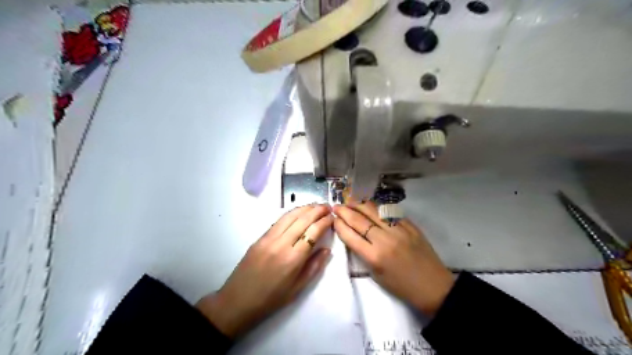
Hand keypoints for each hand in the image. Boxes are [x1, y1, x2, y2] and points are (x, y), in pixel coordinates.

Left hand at [197, 205, 335, 337]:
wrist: (238, 301)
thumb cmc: (271, 299)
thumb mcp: (297, 289)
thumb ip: (314, 267)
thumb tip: (327, 249)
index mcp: (293, 259)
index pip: (313, 232)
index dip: (325, 222)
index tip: (333, 217)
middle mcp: (281, 244)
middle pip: (302, 219)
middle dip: (317, 210)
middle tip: (328, 206)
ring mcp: (269, 238)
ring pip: (290, 216)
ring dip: (304, 208)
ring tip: (316, 205)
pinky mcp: (260, 237)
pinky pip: (279, 221)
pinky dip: (291, 213)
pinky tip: (298, 212)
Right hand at [333, 202, 451, 316]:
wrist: (433, 286)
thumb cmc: (401, 286)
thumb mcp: (376, 274)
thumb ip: (363, 253)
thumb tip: (352, 235)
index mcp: (374, 256)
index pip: (350, 235)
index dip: (339, 225)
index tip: (333, 219)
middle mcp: (385, 240)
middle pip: (359, 220)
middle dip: (344, 211)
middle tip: (336, 206)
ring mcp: (399, 230)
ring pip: (374, 211)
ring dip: (359, 204)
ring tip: (349, 201)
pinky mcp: (410, 226)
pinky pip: (390, 212)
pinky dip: (377, 207)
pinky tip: (370, 205)